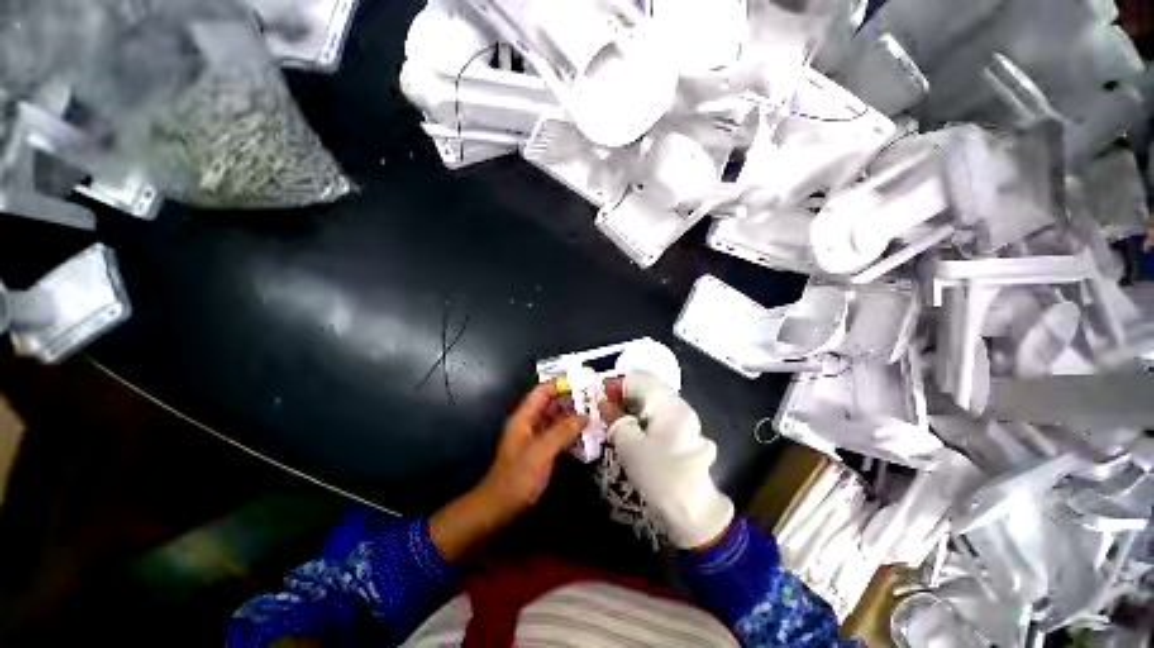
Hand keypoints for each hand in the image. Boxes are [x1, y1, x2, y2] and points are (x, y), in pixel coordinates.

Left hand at [431, 382, 586, 560]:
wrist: (500, 508)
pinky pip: (558, 436)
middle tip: (594, 400)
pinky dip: (571, 434)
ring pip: (556, 420)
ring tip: (595, 415)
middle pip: (551, 404)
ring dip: (573, 417)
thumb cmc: (517, 477)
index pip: (542, 392)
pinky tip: (586, 436)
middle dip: (571, 400)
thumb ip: (563, 431)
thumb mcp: (541, 451)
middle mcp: (530, 423)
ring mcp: (535, 438)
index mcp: (524, 417)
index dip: (560, 384)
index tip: (582, 382)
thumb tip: (584, 415)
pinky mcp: (541, 452)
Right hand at [604, 371, 733, 549]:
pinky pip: (657, 419)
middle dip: (622, 396)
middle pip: (646, 389)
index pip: (639, 377)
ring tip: (612, 423)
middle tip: (602, 411)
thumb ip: (615, 419)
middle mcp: (679, 406)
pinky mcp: (683, 437)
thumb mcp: (630, 445)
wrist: (694, 515)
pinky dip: (641, 420)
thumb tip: (604, 403)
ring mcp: (684, 422)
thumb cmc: (660, 476)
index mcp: (669, 403)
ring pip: (651, 404)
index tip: (599, 397)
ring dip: (630, 409)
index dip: (616, 383)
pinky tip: (630, 435)